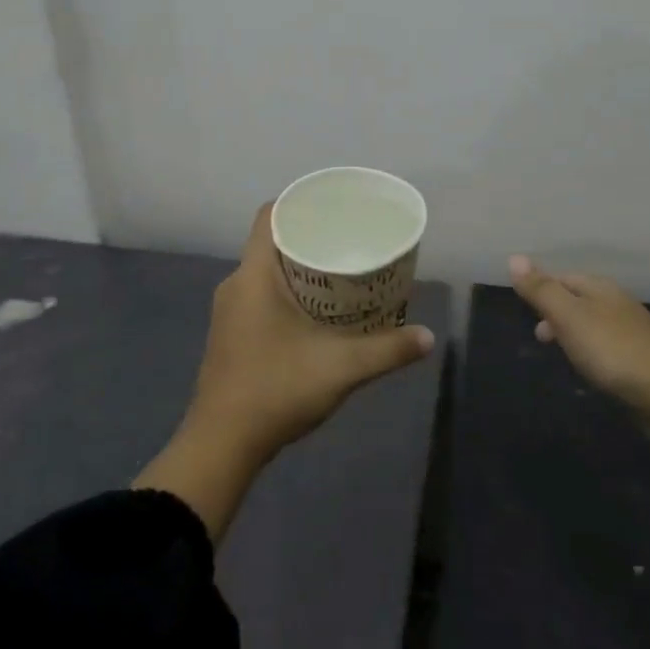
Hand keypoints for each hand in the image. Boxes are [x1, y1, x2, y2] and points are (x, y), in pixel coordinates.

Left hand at [189, 204, 435, 465]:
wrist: (221, 445)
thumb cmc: (276, 390)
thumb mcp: (340, 368)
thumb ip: (386, 349)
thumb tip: (428, 337)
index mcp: (253, 276)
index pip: (269, 215)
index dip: (299, 203)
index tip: (333, 208)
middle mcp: (235, 284)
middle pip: (271, 242)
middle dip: (309, 237)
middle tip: (349, 240)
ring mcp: (229, 311)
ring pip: (265, 271)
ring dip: (298, 268)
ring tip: (339, 272)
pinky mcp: (230, 334)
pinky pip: (259, 294)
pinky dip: (286, 292)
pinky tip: (315, 311)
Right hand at [508, 256, 649, 408]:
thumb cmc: (612, 349)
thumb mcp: (568, 316)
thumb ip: (541, 290)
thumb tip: (514, 257)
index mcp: (600, 288)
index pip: (563, 277)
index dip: (542, 289)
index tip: (524, 309)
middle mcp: (618, 303)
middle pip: (579, 299)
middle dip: (556, 313)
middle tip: (539, 337)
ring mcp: (633, 332)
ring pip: (593, 323)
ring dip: (573, 333)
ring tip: (560, 353)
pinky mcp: (642, 359)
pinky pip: (607, 346)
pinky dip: (591, 351)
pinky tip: (590, 368)